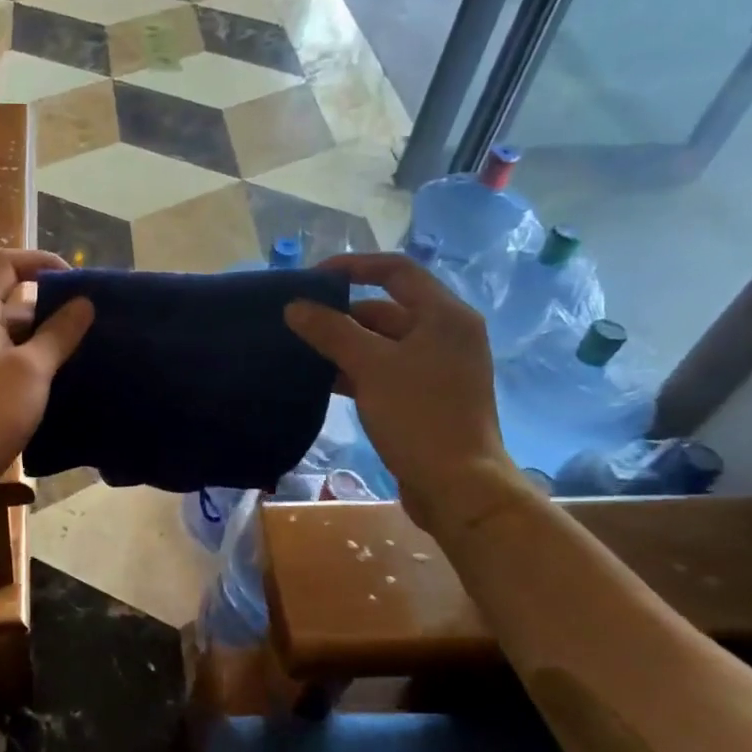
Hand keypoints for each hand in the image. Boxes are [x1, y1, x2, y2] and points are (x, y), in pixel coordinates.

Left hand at [0, 249, 93, 488]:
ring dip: (47, 339)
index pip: (5, 264)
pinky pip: (10, 363)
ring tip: (85, 352)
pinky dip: (35, 364)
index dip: (39, 262)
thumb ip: (58, 333)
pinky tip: (62, 381)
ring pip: (14, 337)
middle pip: (13, 302)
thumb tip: (84, 303)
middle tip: (90, 322)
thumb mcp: (32, 370)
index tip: (75, 280)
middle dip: (52, 307)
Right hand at [285, 253, 526, 538]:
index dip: (353, 266)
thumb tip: (295, 306)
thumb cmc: (419, 415)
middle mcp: (445, 334)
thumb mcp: (371, 367)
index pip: (396, 271)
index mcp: (444, 315)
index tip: (312, 278)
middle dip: (341, 315)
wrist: (457, 485)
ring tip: (301, 352)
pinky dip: (355, 371)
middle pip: (386, 309)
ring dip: (344, 346)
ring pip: (382, 343)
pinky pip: (384, 371)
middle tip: (298, 322)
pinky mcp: (425, 397)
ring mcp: (436, 368)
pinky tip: (322, 382)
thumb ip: (331, 332)